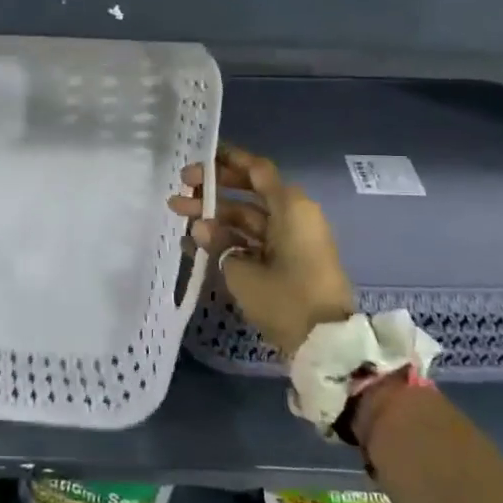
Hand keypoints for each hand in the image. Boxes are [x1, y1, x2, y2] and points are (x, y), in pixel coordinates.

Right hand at [168, 144, 355, 361]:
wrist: (325, 344)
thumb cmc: (286, 298)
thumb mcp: (243, 271)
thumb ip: (218, 243)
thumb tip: (200, 227)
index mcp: (291, 207)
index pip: (256, 169)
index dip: (227, 160)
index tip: (197, 158)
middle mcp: (294, 216)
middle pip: (249, 191)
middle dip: (214, 189)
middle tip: (181, 188)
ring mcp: (292, 240)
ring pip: (248, 217)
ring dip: (215, 216)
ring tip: (177, 216)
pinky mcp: (288, 262)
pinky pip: (254, 240)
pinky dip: (228, 239)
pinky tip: (194, 243)